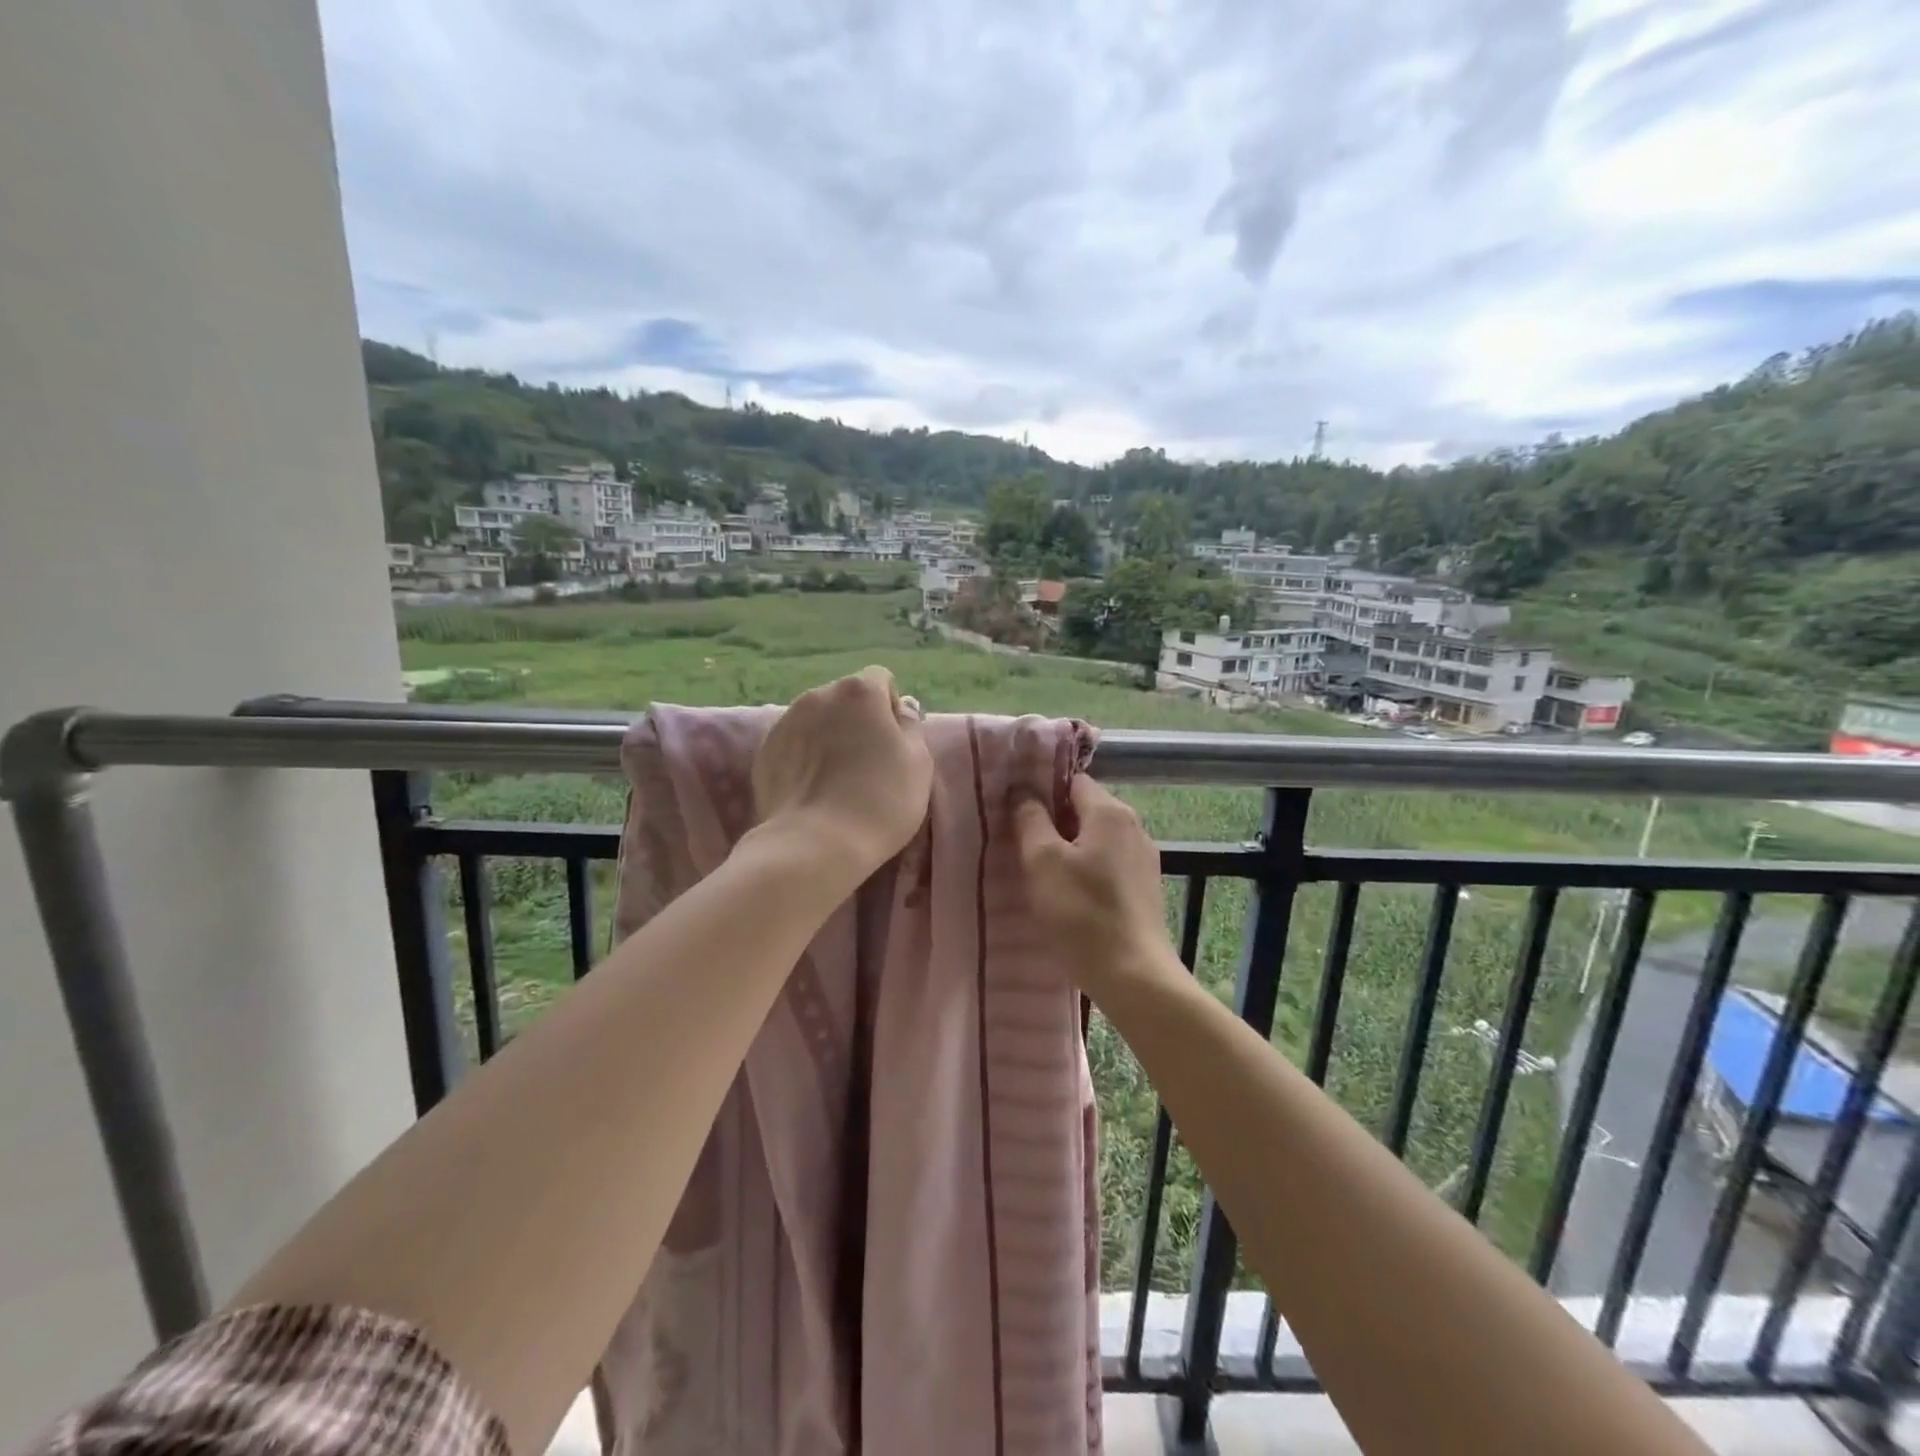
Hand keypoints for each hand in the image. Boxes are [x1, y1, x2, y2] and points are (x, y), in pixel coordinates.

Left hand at [751, 667, 932, 888]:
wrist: (815, 844)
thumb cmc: (880, 800)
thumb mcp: (918, 762)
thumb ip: (910, 727)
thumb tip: (900, 709)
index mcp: (859, 691)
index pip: (881, 680)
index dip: (891, 708)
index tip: (894, 743)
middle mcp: (818, 695)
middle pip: (846, 699)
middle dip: (857, 721)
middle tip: (867, 762)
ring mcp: (785, 721)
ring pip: (817, 720)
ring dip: (829, 736)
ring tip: (836, 779)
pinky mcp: (763, 751)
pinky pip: (793, 744)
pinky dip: (804, 757)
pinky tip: (813, 789)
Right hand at [1013, 776, 1181, 1007]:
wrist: (1134, 976)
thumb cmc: (1082, 913)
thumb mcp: (1043, 862)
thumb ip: (1030, 819)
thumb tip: (1023, 792)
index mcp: (1110, 812)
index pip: (1072, 781)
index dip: (1041, 789)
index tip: (1015, 808)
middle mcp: (1133, 827)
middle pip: (1085, 809)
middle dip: (1053, 821)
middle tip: (1019, 841)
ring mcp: (1143, 859)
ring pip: (1096, 839)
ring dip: (1068, 848)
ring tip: (1038, 871)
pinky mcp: (1144, 889)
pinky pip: (1108, 865)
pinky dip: (1086, 871)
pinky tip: (1067, 895)